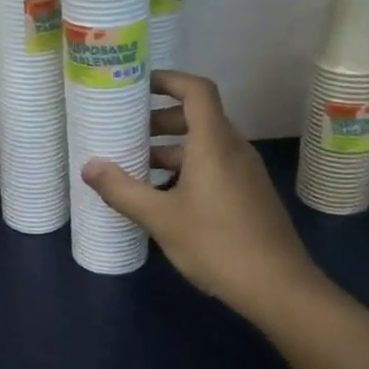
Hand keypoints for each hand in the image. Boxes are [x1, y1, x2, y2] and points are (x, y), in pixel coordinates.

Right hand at [81, 71, 323, 314]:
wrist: (279, 288)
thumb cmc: (217, 245)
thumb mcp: (160, 218)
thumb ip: (122, 190)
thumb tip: (89, 167)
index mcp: (214, 143)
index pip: (197, 90)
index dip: (168, 79)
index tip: (137, 85)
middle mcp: (233, 149)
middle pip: (198, 116)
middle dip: (160, 118)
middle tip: (126, 130)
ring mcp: (245, 173)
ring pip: (204, 145)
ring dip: (170, 148)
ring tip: (135, 165)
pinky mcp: (249, 195)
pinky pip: (214, 166)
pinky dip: (186, 168)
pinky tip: (162, 196)